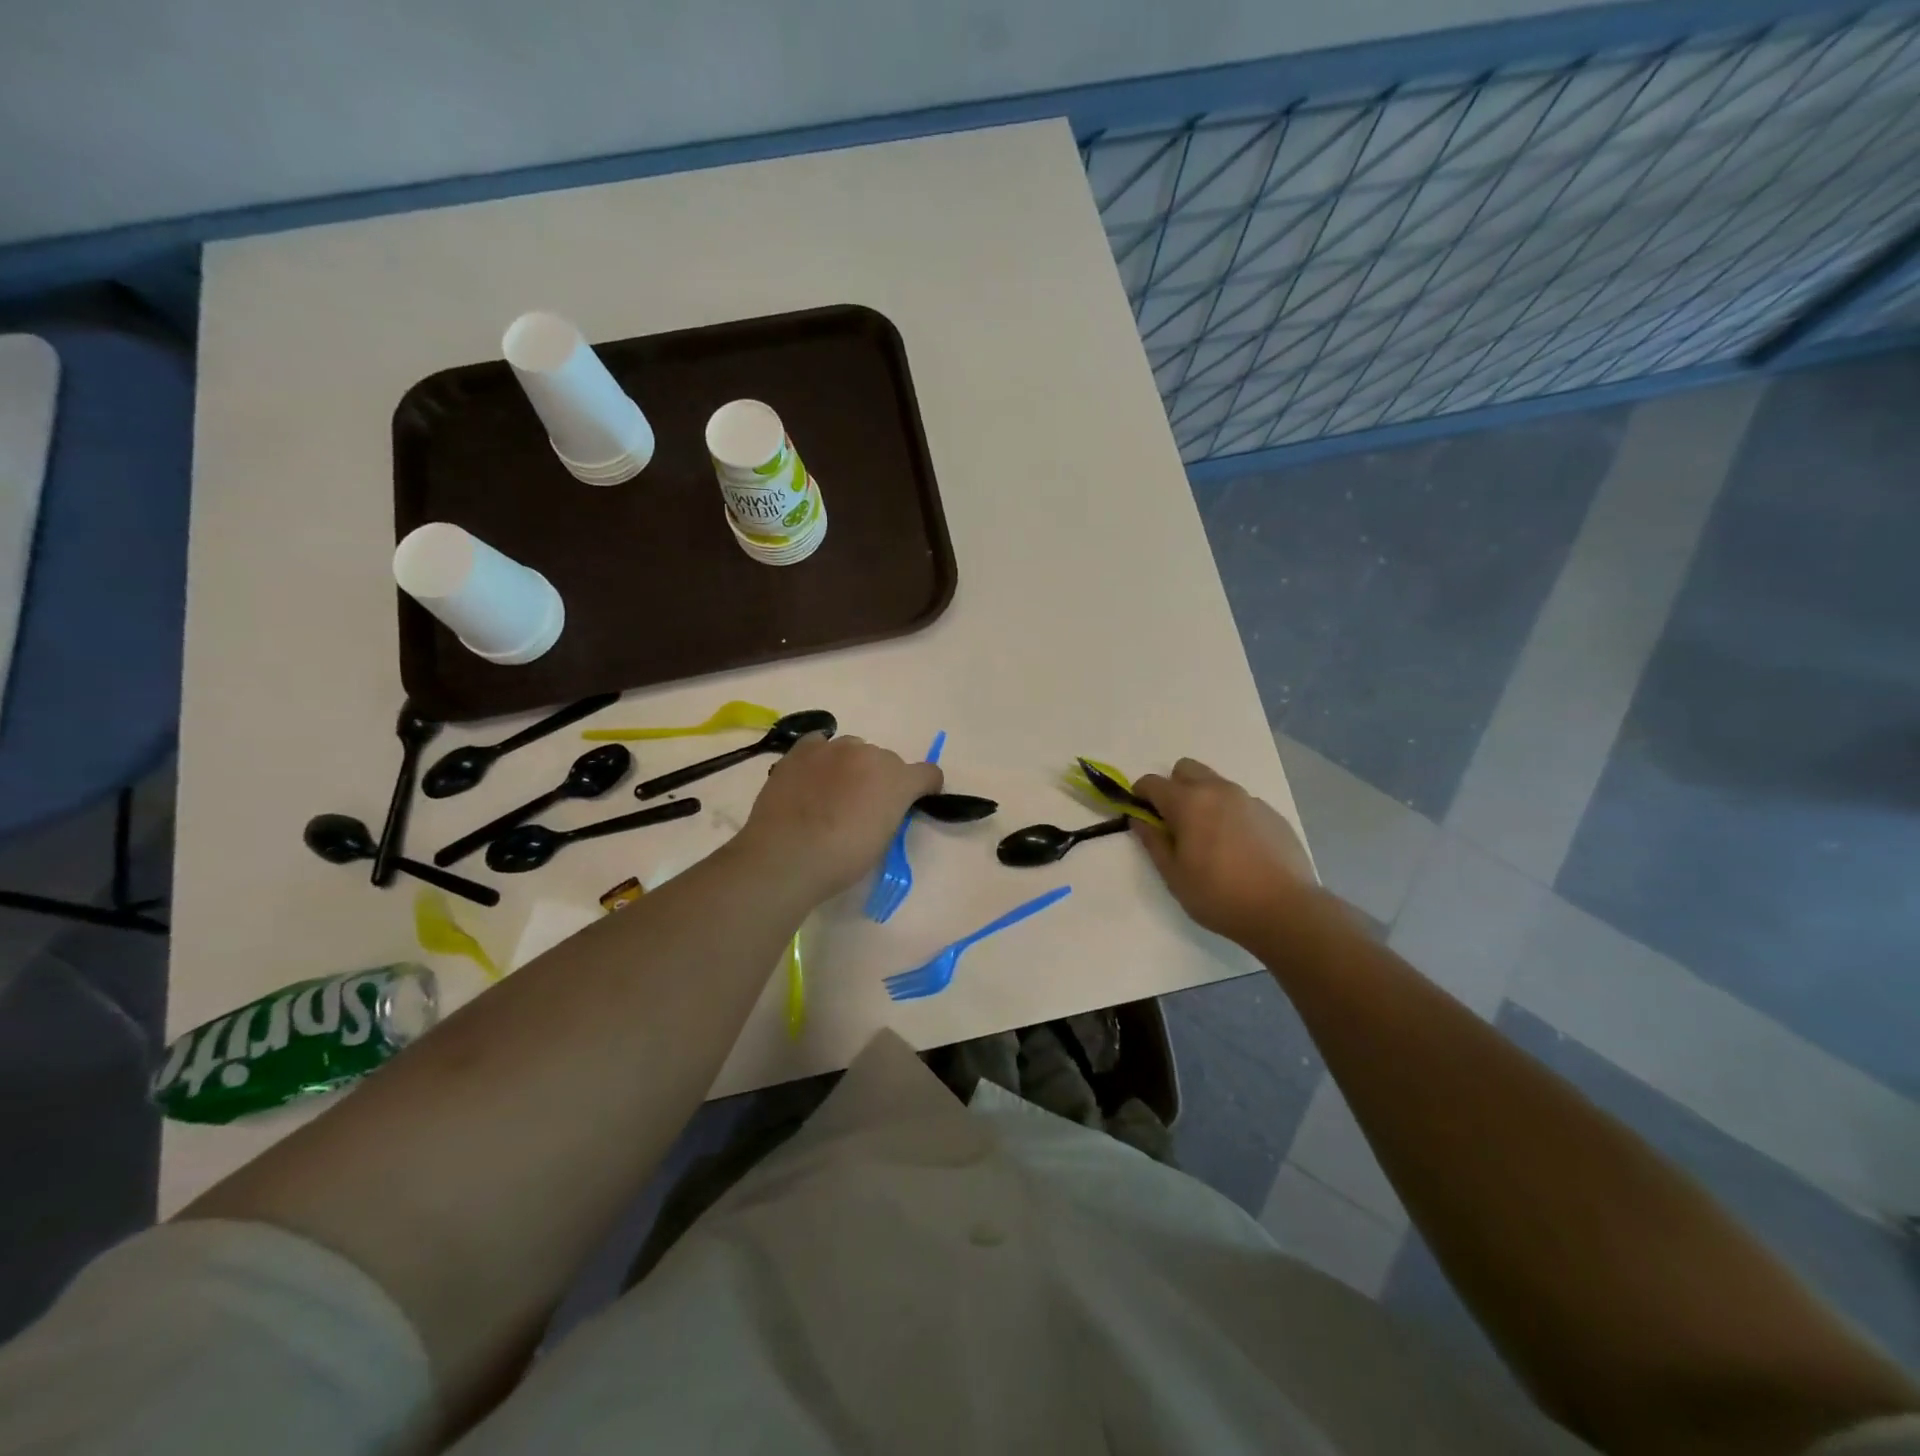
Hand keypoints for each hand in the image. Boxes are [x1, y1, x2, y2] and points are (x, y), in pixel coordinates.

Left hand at [735, 733, 942, 901]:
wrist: (785, 856)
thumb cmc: (841, 859)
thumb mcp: (881, 841)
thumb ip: (890, 813)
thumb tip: (880, 806)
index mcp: (897, 779)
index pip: (928, 773)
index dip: (924, 788)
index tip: (915, 801)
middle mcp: (870, 754)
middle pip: (886, 761)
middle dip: (881, 779)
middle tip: (862, 806)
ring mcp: (834, 747)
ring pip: (853, 749)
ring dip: (851, 766)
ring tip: (831, 792)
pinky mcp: (802, 749)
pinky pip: (820, 744)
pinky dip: (821, 758)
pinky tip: (811, 777)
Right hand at [1131, 758, 1315, 945]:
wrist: (1285, 910)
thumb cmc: (1219, 895)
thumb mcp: (1173, 875)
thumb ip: (1153, 842)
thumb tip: (1139, 820)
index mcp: (1189, 802)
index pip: (1152, 782)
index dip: (1140, 795)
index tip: (1141, 814)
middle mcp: (1218, 790)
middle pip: (1185, 769)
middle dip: (1173, 787)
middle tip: (1175, 822)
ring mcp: (1248, 799)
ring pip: (1215, 783)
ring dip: (1202, 799)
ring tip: (1209, 837)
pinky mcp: (1271, 813)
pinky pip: (1240, 802)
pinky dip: (1229, 814)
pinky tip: (1238, 848)